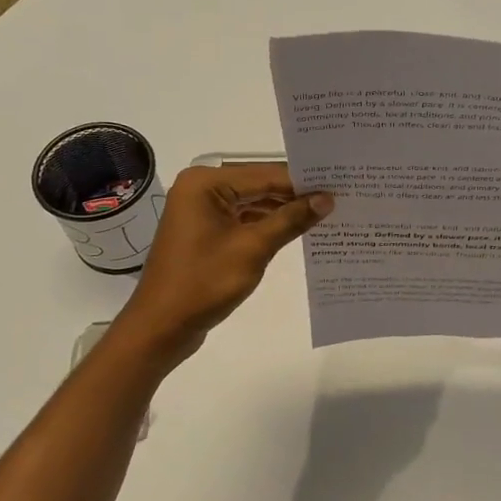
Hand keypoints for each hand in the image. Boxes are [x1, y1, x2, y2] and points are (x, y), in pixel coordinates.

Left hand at [116, 164, 331, 361]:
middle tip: (339, 196)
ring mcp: (202, 210)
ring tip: (326, 212)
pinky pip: (243, 218)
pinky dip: (268, 224)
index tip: (340, 184)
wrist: (160, 327)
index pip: (266, 174)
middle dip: (296, 193)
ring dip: (284, 210)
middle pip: (259, 184)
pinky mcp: (205, 231)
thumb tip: (327, 199)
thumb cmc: (203, 282)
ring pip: (253, 202)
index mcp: (205, 183)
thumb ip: (290, 220)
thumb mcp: (253, 249)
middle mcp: (201, 188)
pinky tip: (297, 229)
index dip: (303, 181)